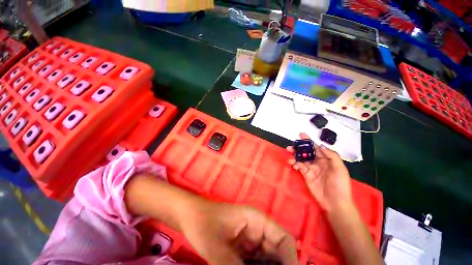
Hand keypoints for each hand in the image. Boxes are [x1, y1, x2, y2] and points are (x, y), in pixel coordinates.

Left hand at [180, 200, 297, 264]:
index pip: (284, 240)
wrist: (190, 218)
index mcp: (257, 221)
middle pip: (278, 253)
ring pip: (268, 261)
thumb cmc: (204, 223)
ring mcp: (251, 241)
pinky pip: (256, 264)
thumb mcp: (217, 246)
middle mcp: (258, 230)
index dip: (292, 260)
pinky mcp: (243, 250)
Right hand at [287, 133, 352, 213]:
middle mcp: (318, 162)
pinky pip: (299, 167)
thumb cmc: (340, 184)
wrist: (335, 202)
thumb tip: (320, 145)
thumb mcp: (340, 169)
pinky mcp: (306, 175)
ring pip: (301, 159)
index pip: (316, 147)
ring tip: (289, 155)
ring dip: (294, 156)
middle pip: (306, 152)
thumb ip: (331, 156)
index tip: (301, 135)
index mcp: (326, 159)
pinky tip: (294, 165)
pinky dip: (295, 164)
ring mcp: (311, 169)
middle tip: (290, 147)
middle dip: (298, 148)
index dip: (308, 141)